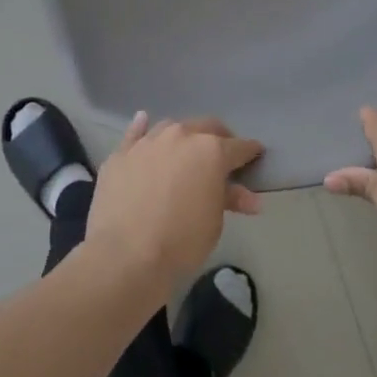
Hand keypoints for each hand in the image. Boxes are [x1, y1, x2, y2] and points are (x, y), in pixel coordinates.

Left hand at [86, 112, 262, 293]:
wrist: (125, 255)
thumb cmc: (181, 241)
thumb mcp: (214, 223)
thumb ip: (229, 200)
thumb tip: (250, 198)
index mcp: (211, 151)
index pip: (239, 147)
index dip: (250, 151)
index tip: (256, 155)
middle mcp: (180, 136)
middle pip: (206, 127)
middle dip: (218, 137)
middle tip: (222, 153)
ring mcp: (148, 142)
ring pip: (171, 127)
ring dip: (183, 136)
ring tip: (185, 149)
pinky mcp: (121, 154)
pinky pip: (135, 133)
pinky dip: (142, 127)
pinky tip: (144, 122)